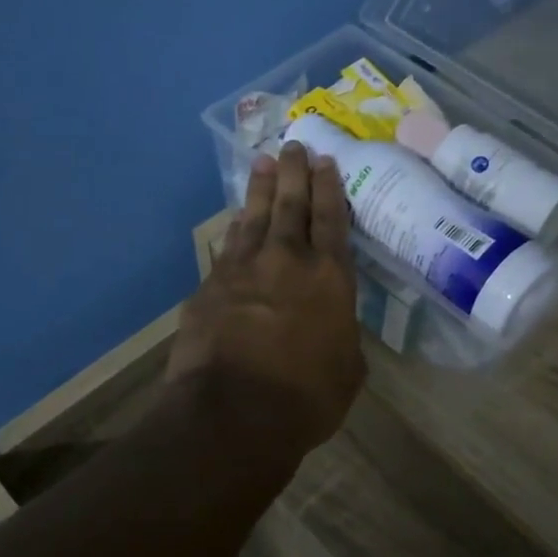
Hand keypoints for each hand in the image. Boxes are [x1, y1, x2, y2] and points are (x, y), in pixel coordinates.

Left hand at [166, 141, 365, 455]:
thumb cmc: (306, 398)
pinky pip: (228, 246)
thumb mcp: (347, 370)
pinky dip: (236, 228)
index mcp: (330, 279)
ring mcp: (244, 269)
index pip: (332, 220)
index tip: (325, 161)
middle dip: (295, 172)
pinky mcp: (210, 286)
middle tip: (295, 144)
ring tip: (264, 163)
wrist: (233, 412)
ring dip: (261, 189)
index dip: (329, 188)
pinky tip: (237, 219)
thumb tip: (333, 328)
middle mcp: (288, 261)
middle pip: (292, 205)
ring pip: (256, 217)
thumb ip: (342, 336)